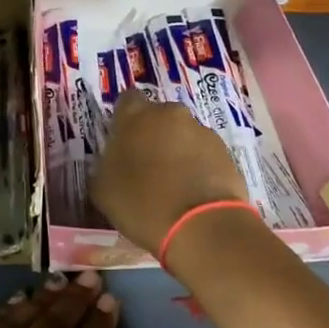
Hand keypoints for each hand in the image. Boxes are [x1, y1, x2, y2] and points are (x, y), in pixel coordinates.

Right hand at [91, 90, 248, 255]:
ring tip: (174, 184)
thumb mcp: (103, 189)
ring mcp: (201, 131)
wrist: (202, 227)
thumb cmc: (142, 204)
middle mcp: (170, 114)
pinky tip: (193, 193)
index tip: (122, 141)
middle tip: (146, 165)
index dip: (124, 119)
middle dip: (152, 134)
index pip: (127, 100)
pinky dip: (198, 166)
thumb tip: (110, 162)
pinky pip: (204, 153)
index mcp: (135, 116)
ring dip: (177, 150)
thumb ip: (104, 165)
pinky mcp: (225, 152)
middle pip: (158, 116)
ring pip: (183, 134)